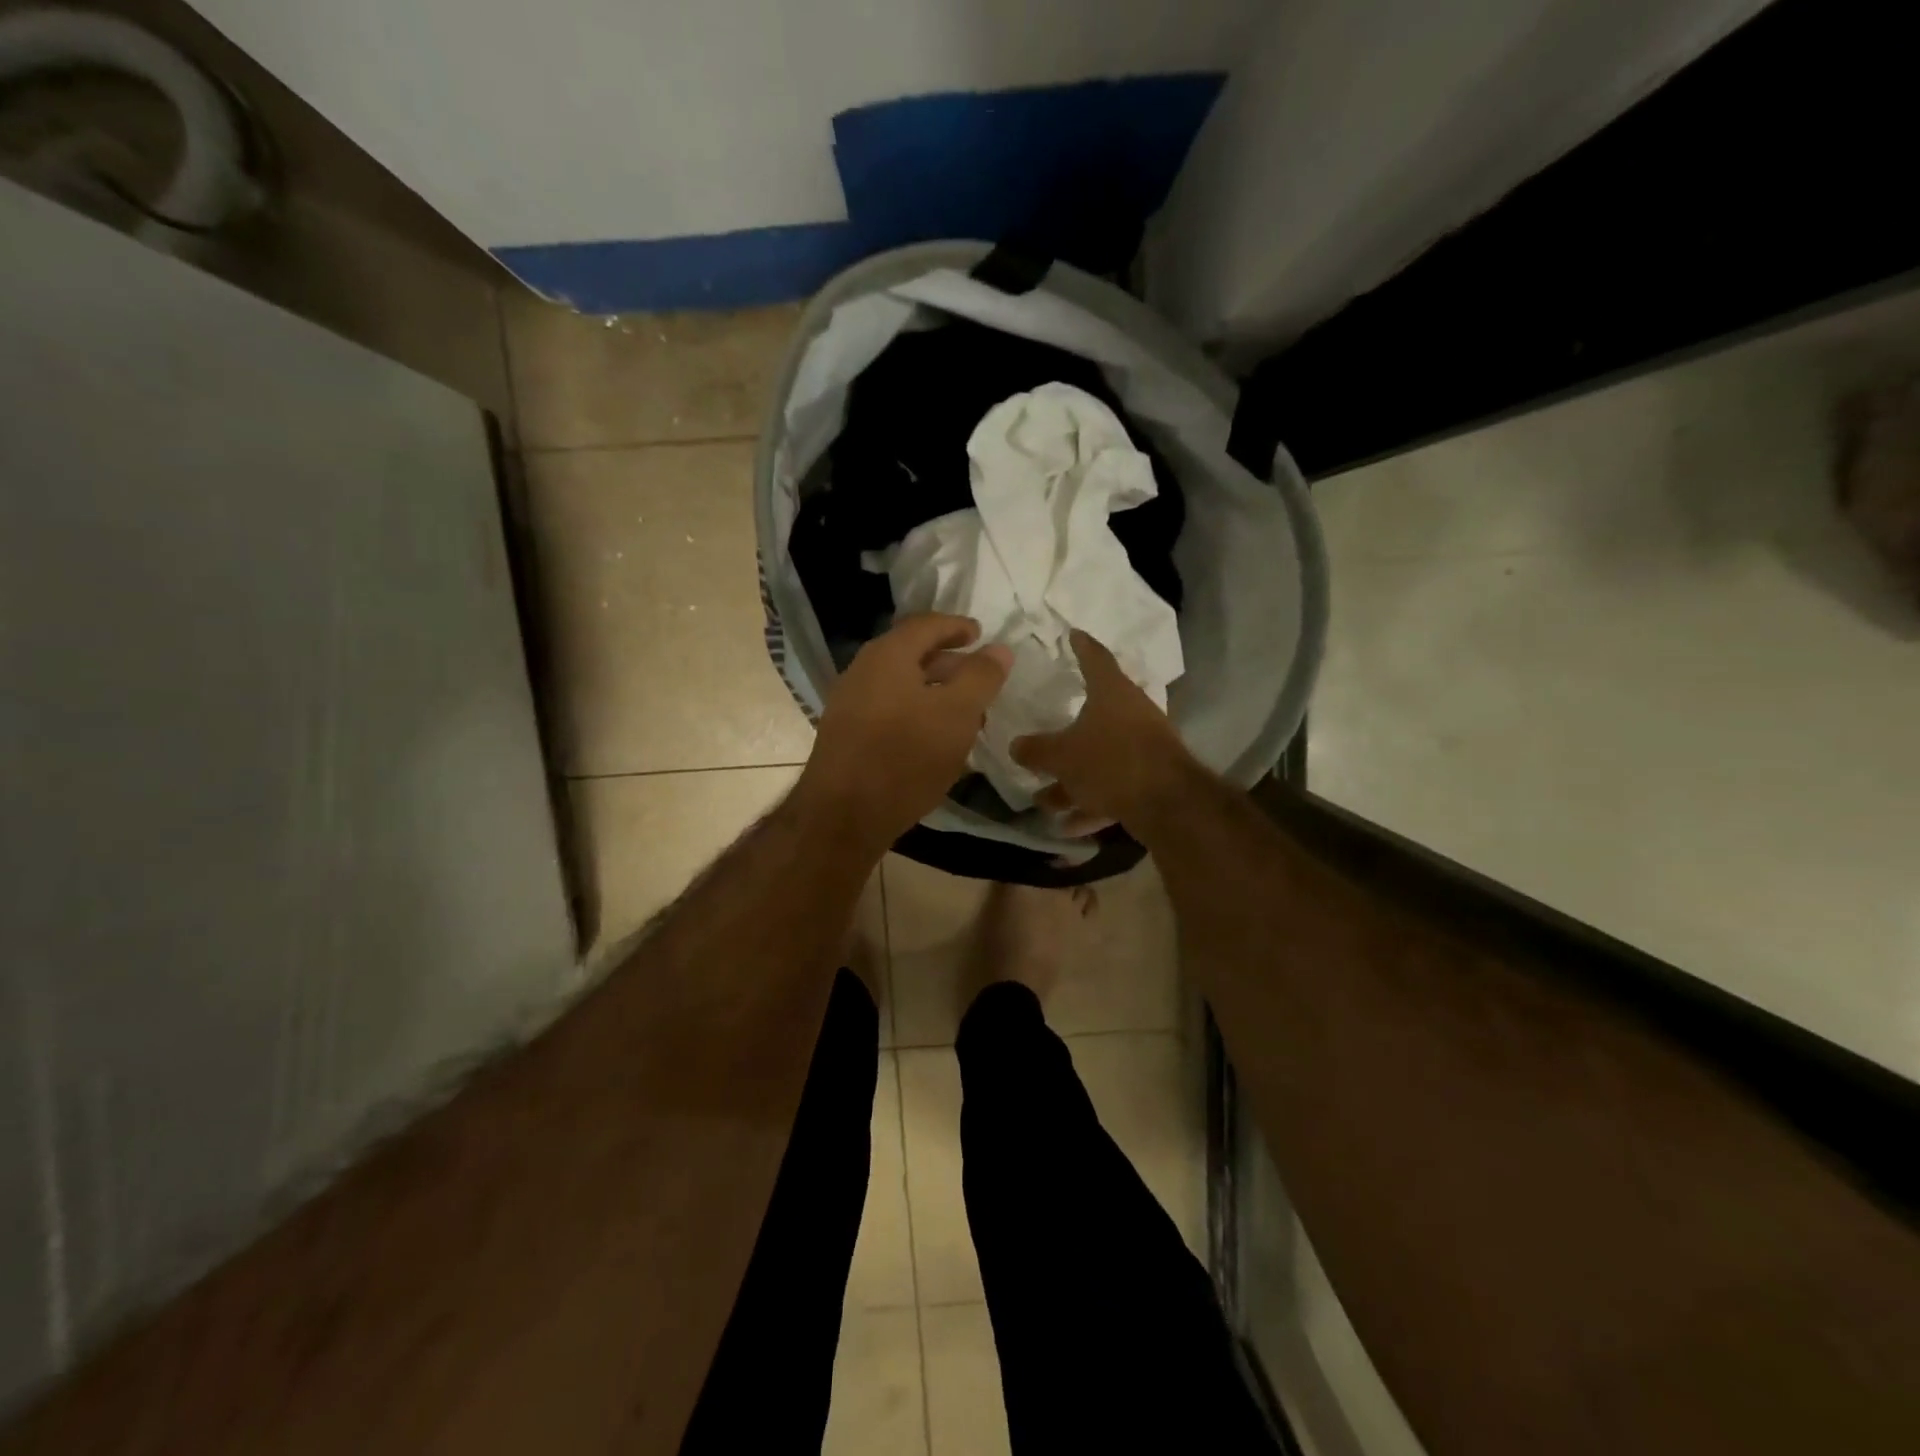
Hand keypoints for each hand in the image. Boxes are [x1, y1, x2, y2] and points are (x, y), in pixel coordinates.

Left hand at [794, 614, 1012, 851]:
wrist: (843, 815)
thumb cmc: (905, 757)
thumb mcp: (957, 714)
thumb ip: (981, 677)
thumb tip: (998, 649)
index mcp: (887, 655)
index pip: (926, 625)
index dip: (957, 626)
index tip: (980, 634)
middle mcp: (862, 671)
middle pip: (911, 654)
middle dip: (949, 662)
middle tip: (978, 678)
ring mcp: (849, 703)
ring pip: (901, 685)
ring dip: (934, 692)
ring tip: (965, 713)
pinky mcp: (846, 735)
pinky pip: (888, 709)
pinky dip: (916, 712)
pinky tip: (934, 739)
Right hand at [1010, 630, 1195, 829]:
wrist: (1168, 803)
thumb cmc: (1111, 761)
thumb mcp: (1062, 756)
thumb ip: (1036, 750)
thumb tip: (1016, 746)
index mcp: (1112, 693)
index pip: (1095, 658)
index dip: (1081, 646)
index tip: (1073, 634)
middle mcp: (1131, 714)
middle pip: (1093, 717)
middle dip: (1064, 735)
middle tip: (1041, 739)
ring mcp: (1144, 747)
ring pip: (1100, 759)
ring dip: (1072, 781)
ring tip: (1043, 801)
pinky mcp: (1150, 779)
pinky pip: (1113, 787)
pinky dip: (1092, 802)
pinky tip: (1069, 826)